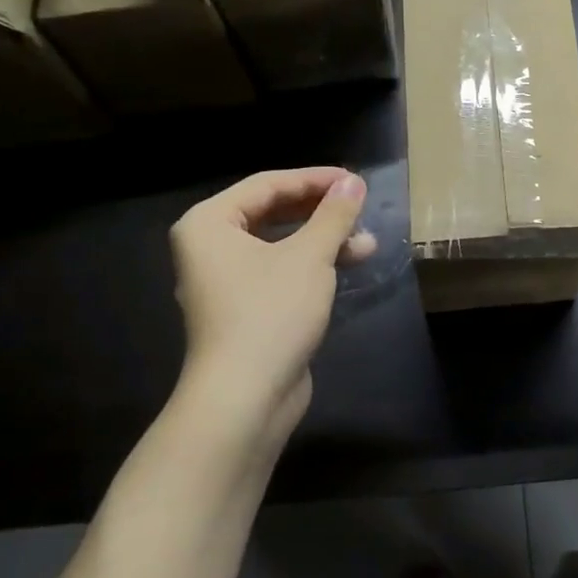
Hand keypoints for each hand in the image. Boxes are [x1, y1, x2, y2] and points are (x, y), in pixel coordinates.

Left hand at [169, 168, 373, 437]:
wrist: (245, 399)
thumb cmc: (270, 313)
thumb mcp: (309, 256)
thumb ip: (333, 215)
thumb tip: (353, 182)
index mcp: (209, 224)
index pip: (267, 185)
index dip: (314, 179)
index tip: (355, 180)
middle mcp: (211, 248)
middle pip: (272, 212)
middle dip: (320, 212)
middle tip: (359, 208)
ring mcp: (226, 282)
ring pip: (280, 245)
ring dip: (323, 240)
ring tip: (367, 243)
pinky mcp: (245, 310)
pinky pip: (280, 272)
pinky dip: (312, 265)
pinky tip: (349, 265)